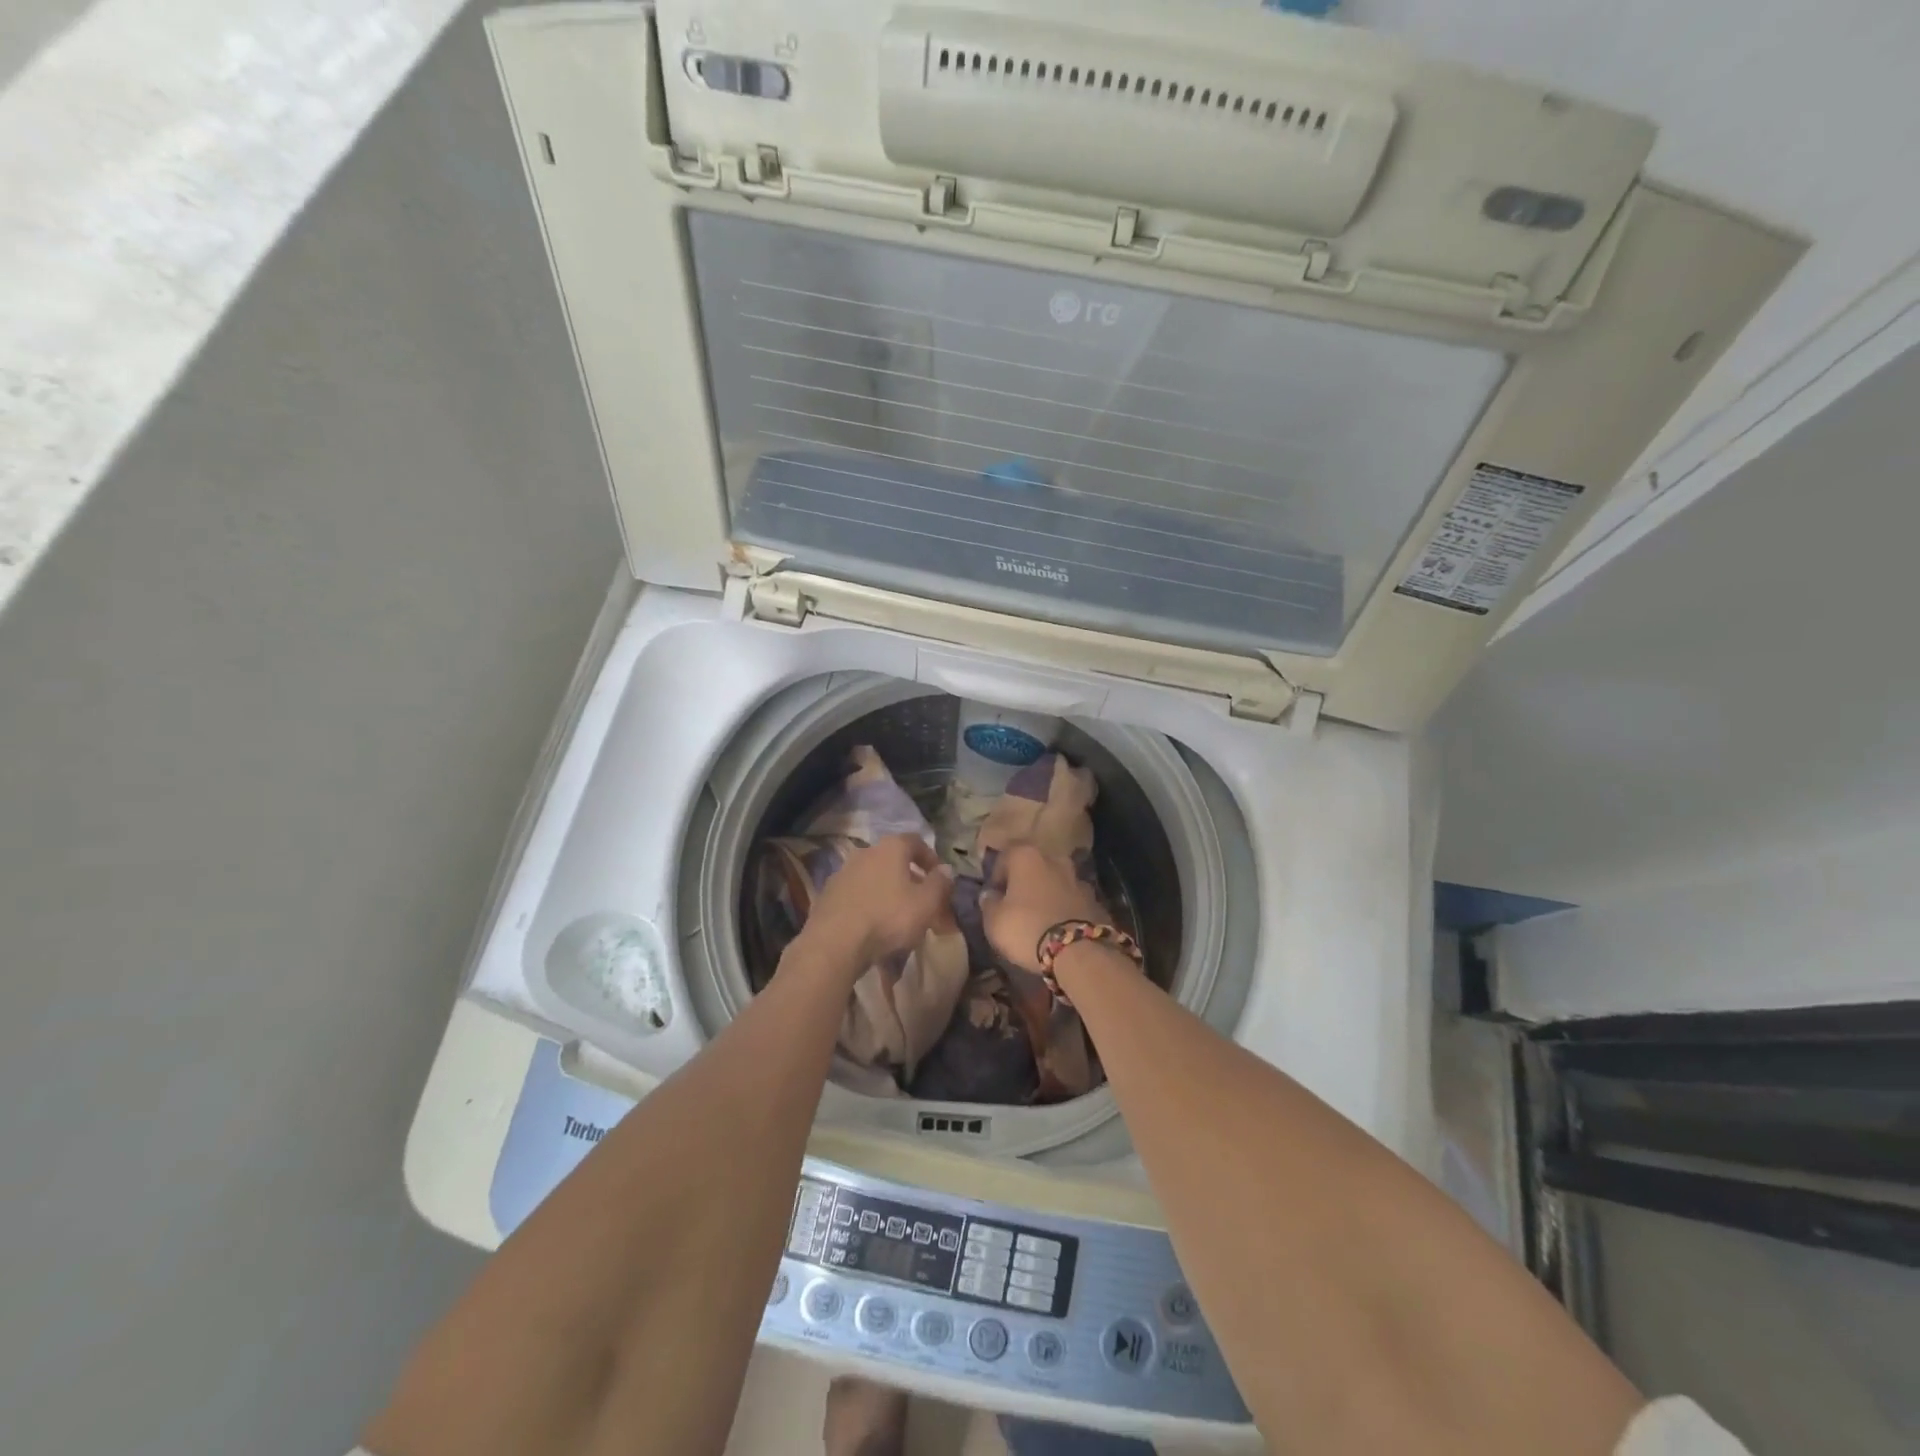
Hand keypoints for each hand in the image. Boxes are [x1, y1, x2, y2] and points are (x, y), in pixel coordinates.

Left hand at [800, 834, 954, 971]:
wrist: (834, 943)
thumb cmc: (888, 917)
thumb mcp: (926, 903)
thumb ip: (940, 884)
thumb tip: (946, 869)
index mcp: (890, 848)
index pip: (916, 842)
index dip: (931, 858)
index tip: (940, 878)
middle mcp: (865, 852)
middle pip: (894, 861)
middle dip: (910, 879)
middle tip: (922, 902)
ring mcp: (843, 873)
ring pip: (874, 879)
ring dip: (888, 892)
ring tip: (899, 918)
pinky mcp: (827, 895)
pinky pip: (857, 895)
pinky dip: (869, 905)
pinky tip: (874, 926)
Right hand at [980, 842, 1107, 974]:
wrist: (1079, 952)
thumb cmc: (1027, 928)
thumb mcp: (994, 921)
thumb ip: (989, 903)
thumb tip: (990, 895)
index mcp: (1027, 856)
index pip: (1004, 857)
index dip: (996, 877)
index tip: (993, 897)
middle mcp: (1055, 859)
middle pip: (1033, 867)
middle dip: (1024, 882)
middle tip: (1016, 905)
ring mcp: (1078, 879)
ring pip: (1055, 882)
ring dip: (1047, 894)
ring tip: (1039, 918)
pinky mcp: (1095, 900)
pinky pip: (1072, 900)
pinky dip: (1065, 908)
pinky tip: (1059, 928)